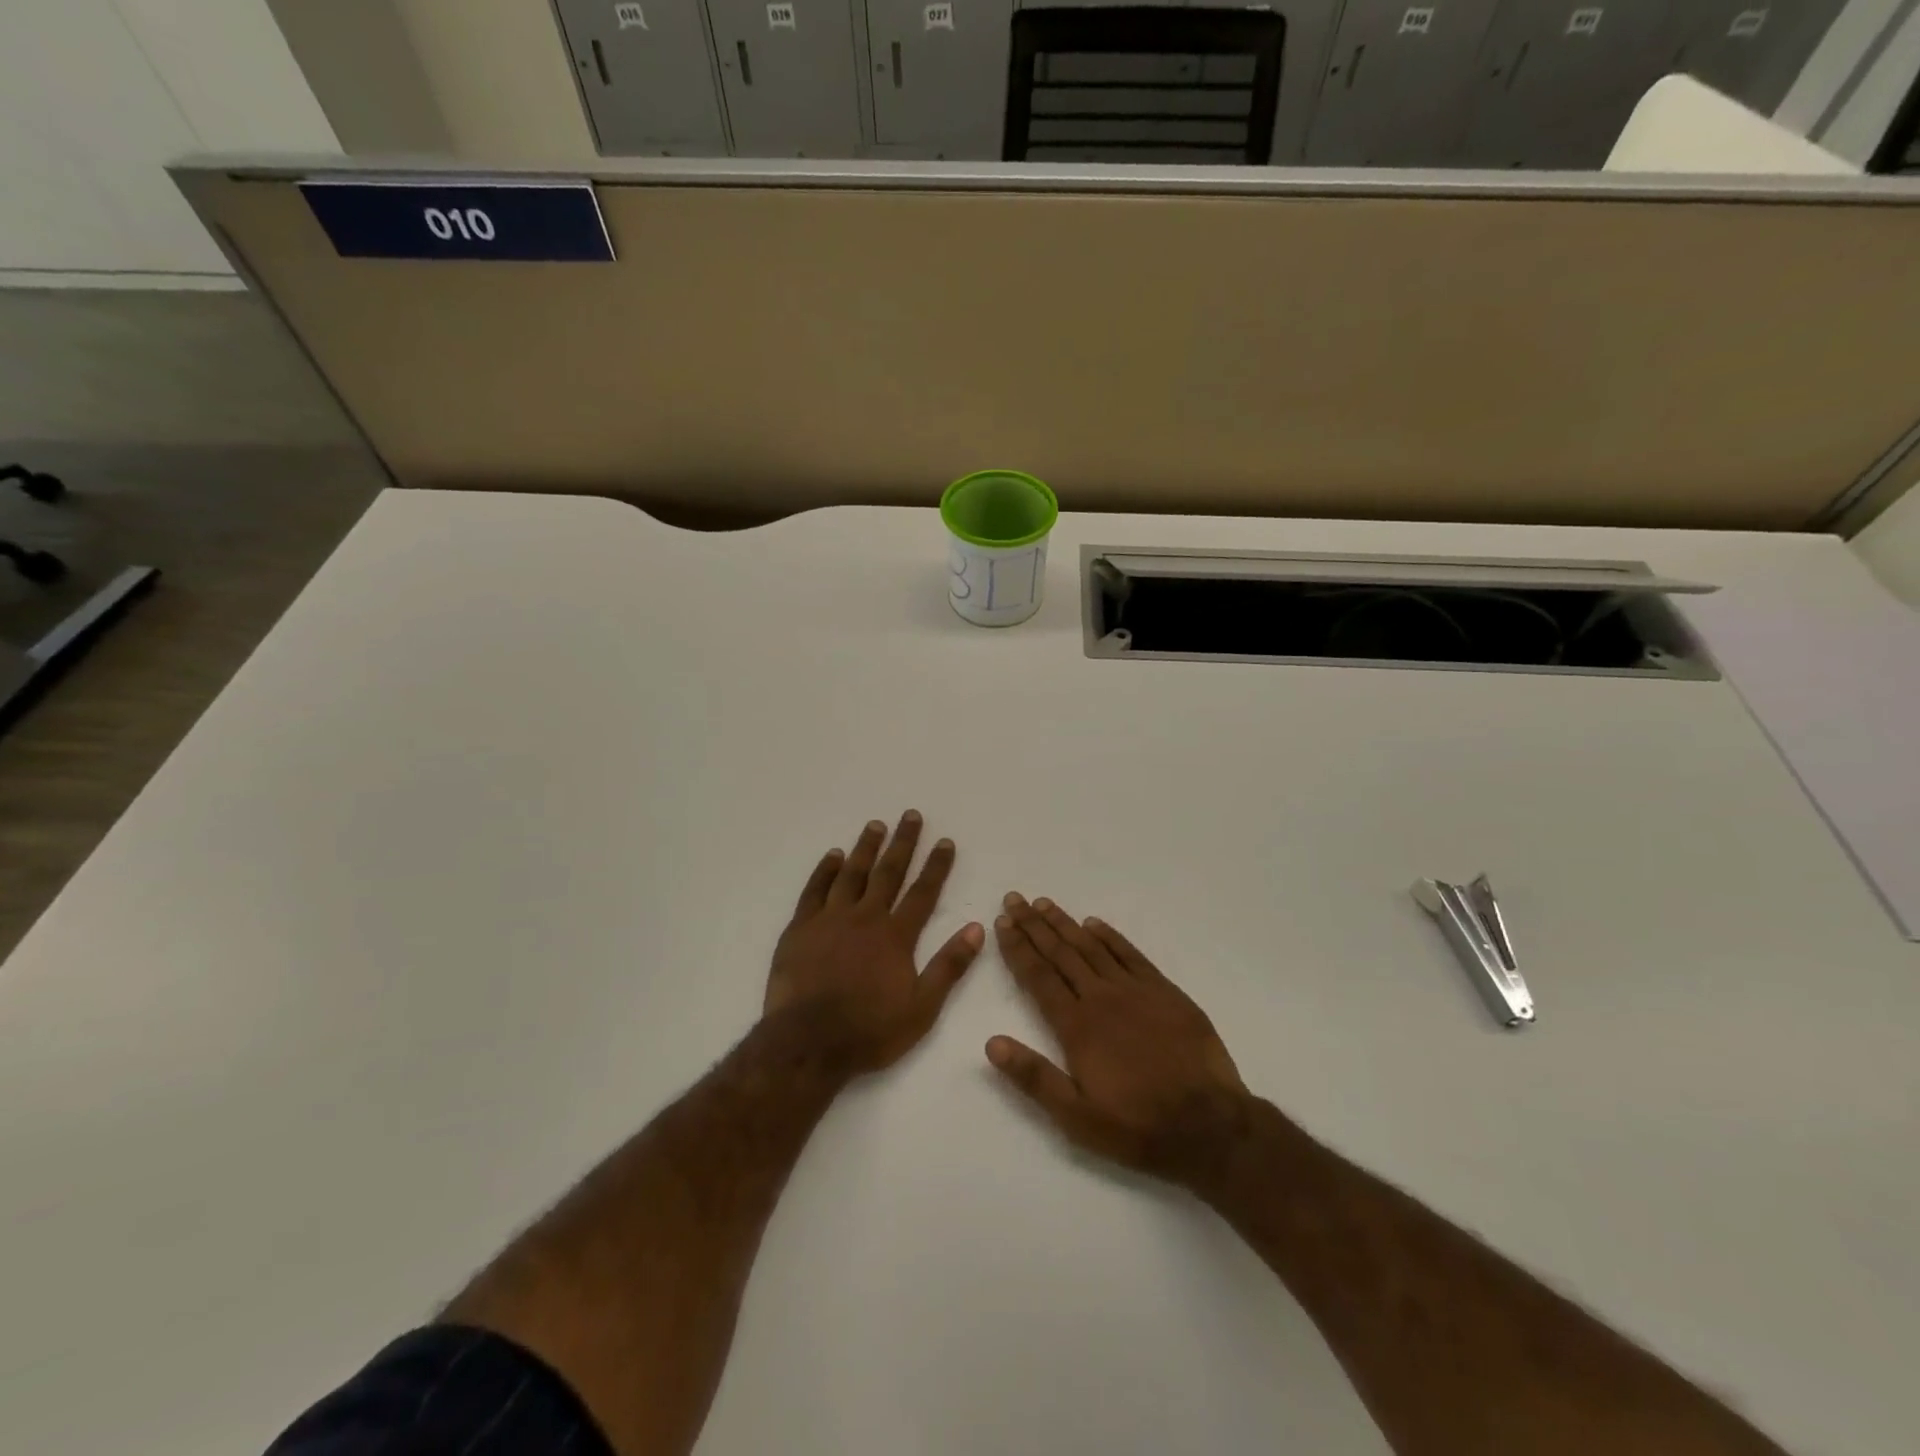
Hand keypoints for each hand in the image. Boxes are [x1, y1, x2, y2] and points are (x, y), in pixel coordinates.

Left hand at [766, 811, 983, 1074]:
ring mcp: (830, 919)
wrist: (808, 1044)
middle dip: (902, 843)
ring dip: (865, 848)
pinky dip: (825, 870)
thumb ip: (949, 966)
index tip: (945, 842)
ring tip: (876, 825)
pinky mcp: (800, 928)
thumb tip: (977, 928)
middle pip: (888, 872)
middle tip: (911, 815)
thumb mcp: (922, 1008)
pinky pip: (814, 890)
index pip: (922, 892)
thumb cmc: (869, 1030)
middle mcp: (865, 917)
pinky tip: (833, 855)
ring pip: (851, 874)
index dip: (936, 866)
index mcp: (895, 936)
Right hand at [989, 893, 1249, 1186]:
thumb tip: (991, 1043)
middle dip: (1034, 925)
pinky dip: (1110, 936)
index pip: (1038, 976)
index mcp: (1077, 1027)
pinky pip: (1130, 954)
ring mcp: (1135, 990)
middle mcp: (1101, 998)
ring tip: (1044, 903)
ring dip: (1065, 923)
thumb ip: (1034, 1077)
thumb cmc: (1137, 1127)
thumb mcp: (1077, 1117)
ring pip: (1092, 947)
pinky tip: (1094, 924)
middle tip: (1015, 899)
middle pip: (1060, 953)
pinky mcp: (1164, 991)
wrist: (1209, 1126)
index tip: (1001, 922)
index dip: (1017, 947)